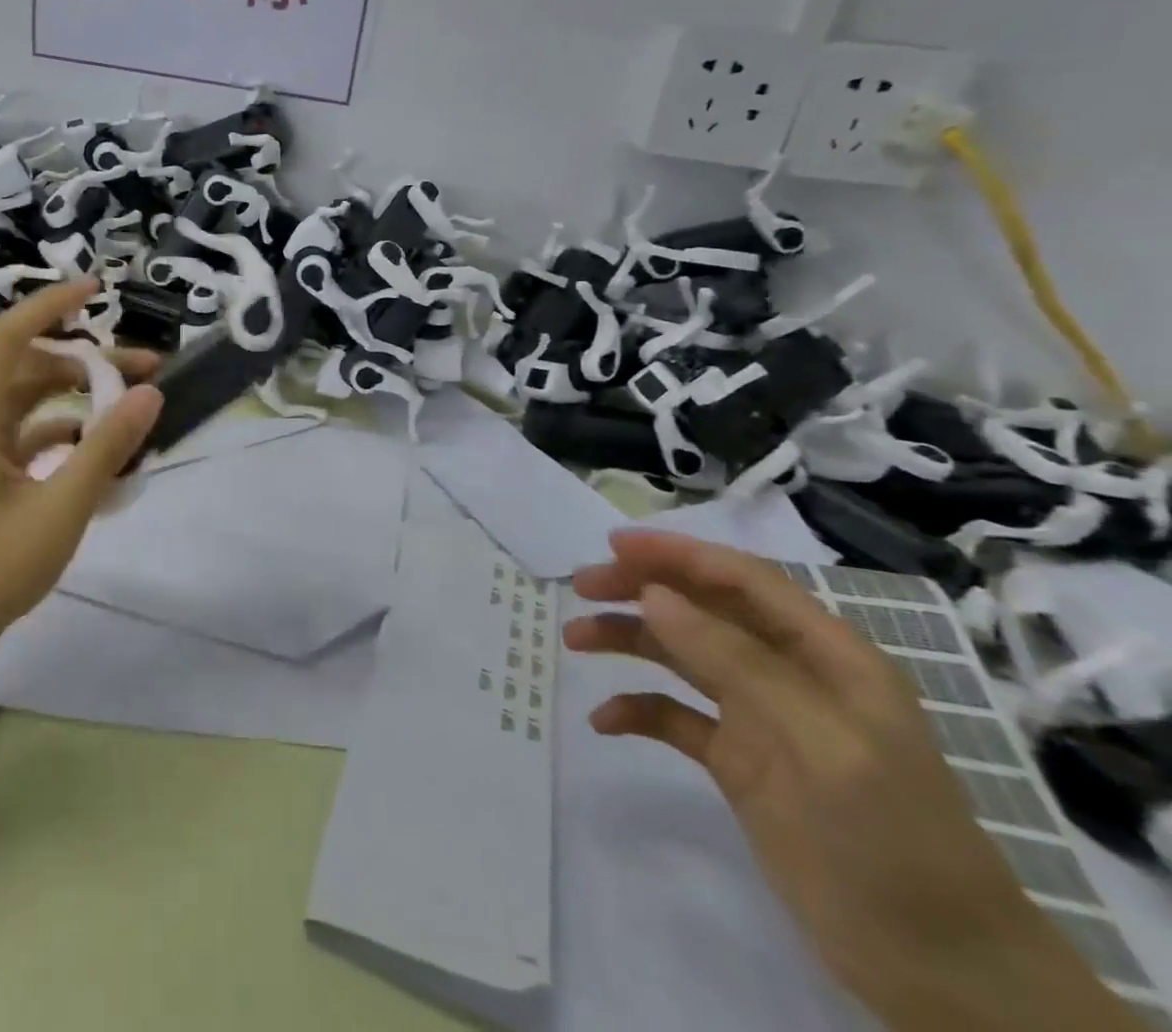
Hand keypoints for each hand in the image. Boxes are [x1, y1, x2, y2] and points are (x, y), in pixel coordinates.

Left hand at [0, 278, 162, 652]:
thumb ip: (107, 447)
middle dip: (88, 361)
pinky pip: (28, 437)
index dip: (51, 304)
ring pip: (31, 403)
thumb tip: (151, 394)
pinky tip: (102, 454)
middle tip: (147, 371)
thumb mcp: (60, 507)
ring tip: (135, 409)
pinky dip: (66, 435)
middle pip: (30, 368)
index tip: (98, 289)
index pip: (10, 336)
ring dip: (80, 399)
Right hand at [565, 529, 1144, 1031]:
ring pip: (681, 654)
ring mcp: (762, 718)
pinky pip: (676, 717)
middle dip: (640, 589)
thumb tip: (653, 595)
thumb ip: (735, 661)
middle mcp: (789, 674)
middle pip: (703, 608)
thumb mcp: (820, 741)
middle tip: (580, 587)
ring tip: (574, 640)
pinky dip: (638, 710)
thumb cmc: (892, 838)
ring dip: (628, 640)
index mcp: (826, 655)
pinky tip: (606, 721)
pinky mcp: (739, 762)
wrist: (940, 970)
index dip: (678, 553)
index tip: (613, 545)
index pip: (742, 579)